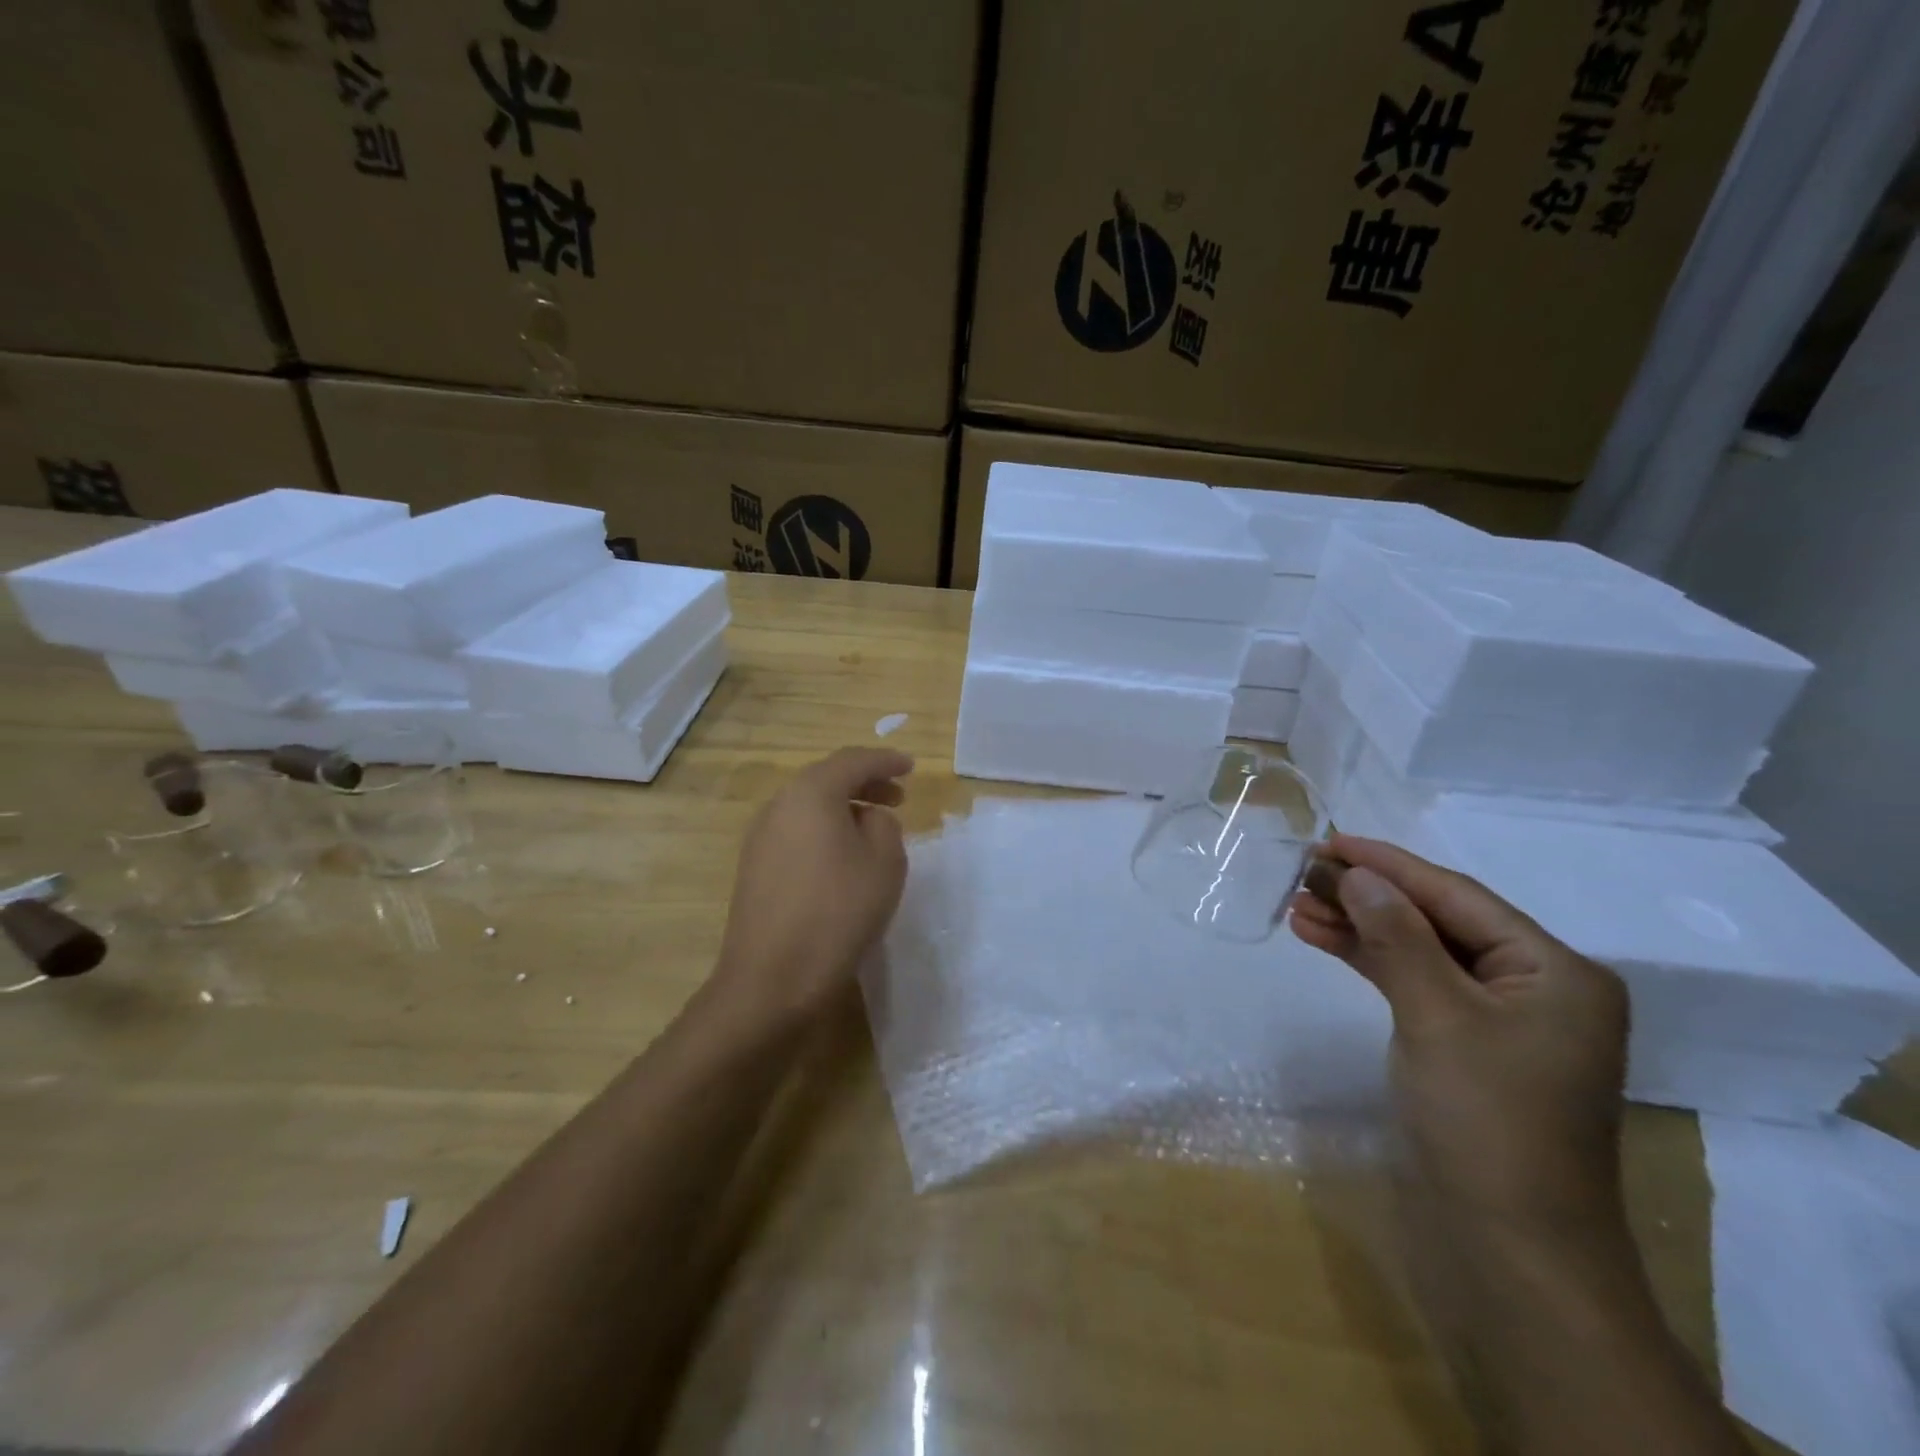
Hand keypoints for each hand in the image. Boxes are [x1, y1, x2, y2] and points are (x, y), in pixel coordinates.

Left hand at [710, 747, 912, 1025]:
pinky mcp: (755, 868)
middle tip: (898, 797)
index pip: (853, 761)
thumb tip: (867, 818)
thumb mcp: (884, 863)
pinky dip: (825, 831)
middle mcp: (779, 806)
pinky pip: (797, 832)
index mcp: (811, 793)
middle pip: (826, 780)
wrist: (772, 979)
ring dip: (844, 809)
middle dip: (865, 783)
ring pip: (809, 807)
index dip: (885, 761)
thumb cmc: (838, 912)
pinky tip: (843, 858)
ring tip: (874, 828)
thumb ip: (884, 825)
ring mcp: (761, 838)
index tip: (911, 766)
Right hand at [1290, 834, 1629, 1236]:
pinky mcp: (1465, 1047)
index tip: (1330, 841)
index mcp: (1555, 971)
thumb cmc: (1486, 1122)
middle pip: (1438, 920)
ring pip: (1420, 951)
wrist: (1510, 1252)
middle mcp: (1535, 987)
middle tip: (1304, 872)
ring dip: (1361, 927)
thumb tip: (1357, 875)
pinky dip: (1370, 962)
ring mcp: (1499, 1020)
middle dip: (1369, 895)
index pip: (1458, 897)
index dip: (1389, 865)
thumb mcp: (1437, 1016)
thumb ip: (1397, 937)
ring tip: (1299, 904)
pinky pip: (1415, 985)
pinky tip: (1324, 940)